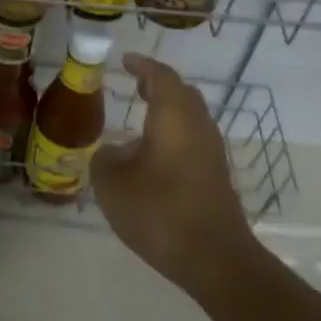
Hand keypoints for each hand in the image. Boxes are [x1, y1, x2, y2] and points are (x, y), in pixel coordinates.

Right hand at [90, 55, 257, 291]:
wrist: (214, 259)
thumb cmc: (159, 211)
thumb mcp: (112, 184)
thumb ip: (105, 159)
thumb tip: (113, 152)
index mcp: (174, 117)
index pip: (160, 77)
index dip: (142, 66)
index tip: (124, 61)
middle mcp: (197, 126)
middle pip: (181, 93)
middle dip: (157, 85)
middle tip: (133, 85)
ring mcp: (211, 152)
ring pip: (190, 117)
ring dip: (167, 110)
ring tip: (140, 115)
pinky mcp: (215, 176)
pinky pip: (193, 138)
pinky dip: (173, 132)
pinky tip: (153, 152)